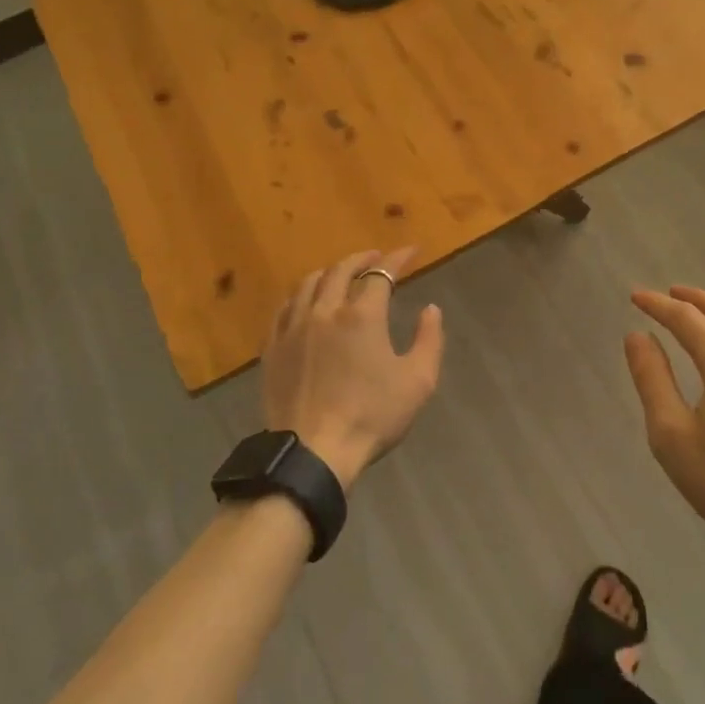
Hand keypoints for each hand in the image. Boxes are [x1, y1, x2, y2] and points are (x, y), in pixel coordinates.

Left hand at [263, 248, 445, 490]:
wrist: (314, 452)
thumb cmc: (372, 416)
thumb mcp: (418, 381)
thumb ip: (429, 340)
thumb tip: (431, 309)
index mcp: (362, 315)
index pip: (382, 273)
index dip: (399, 258)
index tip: (412, 251)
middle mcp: (325, 310)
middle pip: (341, 270)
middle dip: (362, 258)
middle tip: (376, 257)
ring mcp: (293, 327)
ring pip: (309, 283)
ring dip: (330, 272)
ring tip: (341, 274)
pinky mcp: (273, 347)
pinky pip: (284, 308)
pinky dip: (301, 295)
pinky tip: (306, 302)